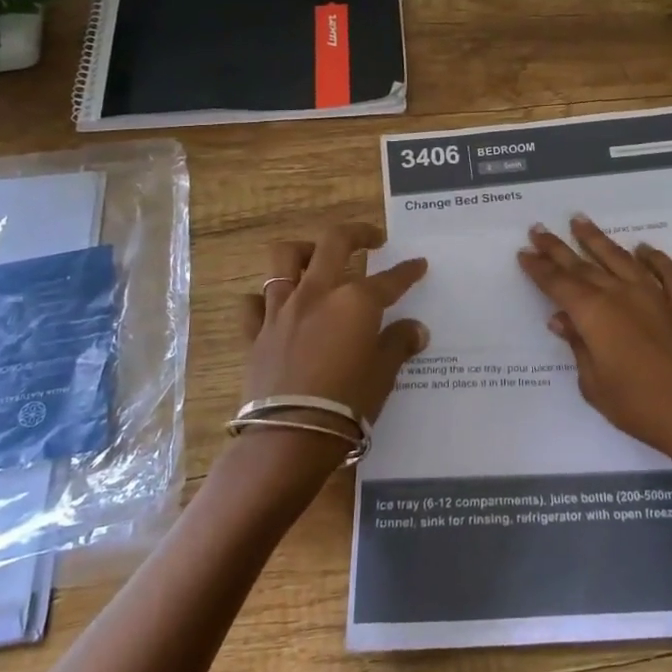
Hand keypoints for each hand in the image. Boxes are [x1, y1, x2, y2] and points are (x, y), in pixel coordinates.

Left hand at [240, 222, 429, 429]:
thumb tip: (416, 330)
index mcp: (356, 301)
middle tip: (371, 240)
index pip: (390, 279)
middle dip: (357, 234)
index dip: (407, 271)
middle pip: (334, 243)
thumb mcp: (384, 374)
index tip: (418, 264)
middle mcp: (318, 294)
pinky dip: (263, 299)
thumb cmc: (347, 404)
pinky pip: (253, 303)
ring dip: (303, 251)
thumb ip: (398, 344)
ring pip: (284, 258)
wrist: (290, 437)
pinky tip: (275, 306)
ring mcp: (282, 310)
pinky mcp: (256, 333)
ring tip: (315, 258)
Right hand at [517, 216, 671, 478]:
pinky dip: (655, 259)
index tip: (524, 252)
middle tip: (538, 229)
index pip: (559, 284)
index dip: (539, 268)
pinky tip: (644, 249)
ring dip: (598, 240)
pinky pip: (667, 274)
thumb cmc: (639, 406)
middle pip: (584, 265)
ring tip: (580, 220)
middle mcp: (622, 295)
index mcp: (595, 314)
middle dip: (558, 248)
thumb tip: (561, 319)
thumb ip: (577, 346)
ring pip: (621, 259)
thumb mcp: (594, 383)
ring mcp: (655, 296)